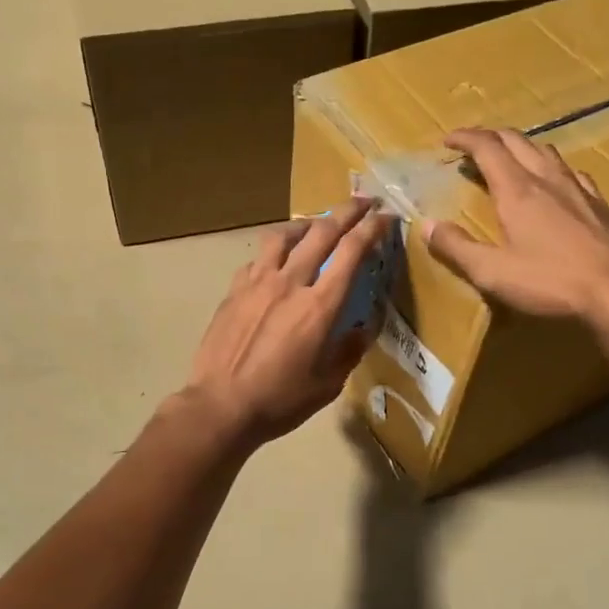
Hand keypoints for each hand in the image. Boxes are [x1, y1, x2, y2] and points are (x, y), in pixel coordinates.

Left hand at [183, 198, 394, 446]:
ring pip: (285, 236)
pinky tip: (278, 261)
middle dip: (348, 211)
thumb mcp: (328, 383)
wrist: (221, 406)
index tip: (387, 218)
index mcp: (319, 306)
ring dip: (308, 224)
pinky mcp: (234, 290)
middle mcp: (290, 283)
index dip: (373, 229)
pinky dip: (276, 250)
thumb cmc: (280, 400)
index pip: (352, 252)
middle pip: (322, 232)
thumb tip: (362, 328)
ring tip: (318, 224)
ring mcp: (257, 283)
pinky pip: (258, 258)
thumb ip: (349, 350)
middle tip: (364, 202)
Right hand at [424, 127, 608, 331]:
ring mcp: (578, 188)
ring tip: (509, 159)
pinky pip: (571, 171)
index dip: (465, 138)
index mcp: (517, 190)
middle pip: (517, 140)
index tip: (447, 140)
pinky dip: (551, 166)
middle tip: (471, 147)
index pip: (487, 147)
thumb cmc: (551, 282)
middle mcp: (547, 179)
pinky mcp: (600, 204)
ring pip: (546, 151)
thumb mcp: (492, 272)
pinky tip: (556, 182)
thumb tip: (426, 225)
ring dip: (521, 147)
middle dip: (490, 137)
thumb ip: (456, 247)